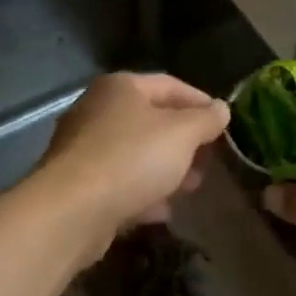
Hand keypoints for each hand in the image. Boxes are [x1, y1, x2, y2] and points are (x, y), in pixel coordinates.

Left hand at [36, 72, 231, 263]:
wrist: (72, 210)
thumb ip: (206, 119)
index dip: (200, 102)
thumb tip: (221, 109)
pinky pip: (119, 181)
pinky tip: (161, 211)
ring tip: (190, 188)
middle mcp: (97, 109)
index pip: (170, 85)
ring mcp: (83, 147)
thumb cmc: (132, 158)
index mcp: (121, 87)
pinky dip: (142, 192)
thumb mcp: (182, 134)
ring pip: (136, 153)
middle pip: (152, 120)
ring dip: (166, 170)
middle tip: (208, 161)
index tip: (223, 124)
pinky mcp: (77, 183)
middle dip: (185, 142)